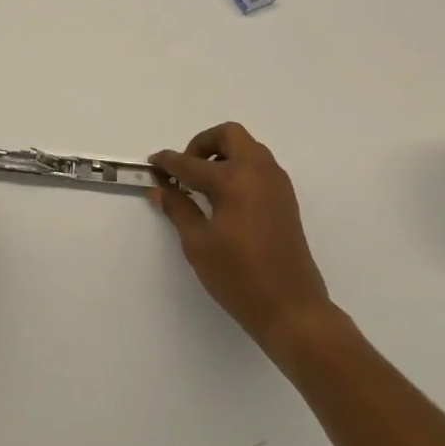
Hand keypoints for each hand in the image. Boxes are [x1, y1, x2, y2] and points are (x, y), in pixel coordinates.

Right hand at [150, 123, 336, 356]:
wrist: (292, 310)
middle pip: (229, 135)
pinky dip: (239, 168)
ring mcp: (276, 183)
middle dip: (202, 144)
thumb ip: (178, 208)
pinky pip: (259, 166)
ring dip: (223, 154)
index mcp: (234, 180)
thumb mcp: (198, 243)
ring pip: (247, 148)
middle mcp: (259, 172)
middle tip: (185, 170)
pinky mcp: (285, 198)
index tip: (152, 164)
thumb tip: (159, 188)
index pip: (191, 163)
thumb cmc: (239, 277)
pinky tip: (225, 197)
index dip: (167, 162)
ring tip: (203, 185)